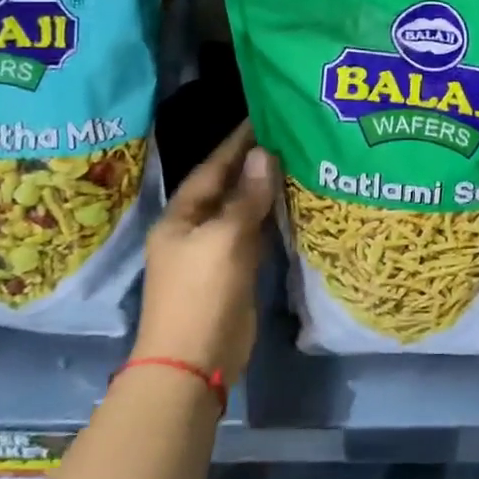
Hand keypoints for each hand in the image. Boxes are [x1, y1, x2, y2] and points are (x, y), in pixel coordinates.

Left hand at [133, 121, 274, 380]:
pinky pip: (255, 232)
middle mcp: (195, 228)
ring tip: (297, 158)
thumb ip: (247, 197)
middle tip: (289, 133)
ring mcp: (215, 251)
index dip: (236, 143)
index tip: (263, 116)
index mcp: (181, 217)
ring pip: (243, 209)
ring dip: (265, 187)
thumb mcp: (225, 239)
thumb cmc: (202, 293)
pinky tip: (293, 200)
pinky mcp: (234, 270)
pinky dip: (271, 215)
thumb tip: (264, 154)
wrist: (194, 362)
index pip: (212, 168)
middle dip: (254, 162)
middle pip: (227, 186)